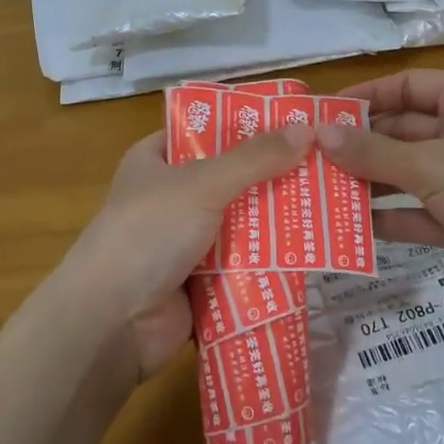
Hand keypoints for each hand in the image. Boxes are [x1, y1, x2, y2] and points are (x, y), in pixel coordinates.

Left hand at [54, 123, 313, 380]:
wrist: (112, 321)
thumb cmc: (149, 233)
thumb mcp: (203, 184)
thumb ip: (255, 158)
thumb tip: (307, 128)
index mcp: (156, 160)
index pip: (205, 131)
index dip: (246, 125)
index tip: (295, 122)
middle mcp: (170, 197)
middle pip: (230, 178)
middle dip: (272, 176)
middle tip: (326, 165)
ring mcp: (184, 242)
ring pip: (241, 224)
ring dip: (277, 221)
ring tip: (332, 205)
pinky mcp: (199, 282)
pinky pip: (242, 264)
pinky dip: (269, 261)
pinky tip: (313, 251)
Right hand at [319, 70, 443, 316]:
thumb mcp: (431, 164)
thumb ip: (372, 152)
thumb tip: (319, 133)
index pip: (408, 85)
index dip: (366, 96)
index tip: (322, 115)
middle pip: (402, 131)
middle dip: (359, 146)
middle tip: (308, 159)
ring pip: (406, 174)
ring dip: (368, 183)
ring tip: (318, 193)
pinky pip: (417, 213)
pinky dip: (388, 218)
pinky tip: (348, 227)